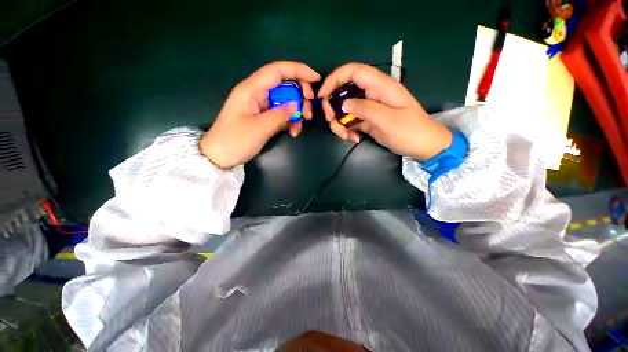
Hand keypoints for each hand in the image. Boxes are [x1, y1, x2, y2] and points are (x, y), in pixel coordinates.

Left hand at [200, 61, 319, 168]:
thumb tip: (296, 104)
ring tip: (301, 125)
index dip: (298, 70)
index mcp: (251, 89)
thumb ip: (279, 114)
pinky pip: (282, 114)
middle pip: (284, 85)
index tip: (316, 79)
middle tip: (309, 111)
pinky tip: (294, 132)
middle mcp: (257, 94)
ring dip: (297, 111)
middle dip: (300, 95)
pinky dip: (290, 121)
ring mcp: (261, 107)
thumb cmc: (235, 141)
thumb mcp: (259, 128)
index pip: (277, 71)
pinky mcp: (264, 118)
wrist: (220, 157)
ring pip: (285, 101)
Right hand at [318, 63, 451, 160]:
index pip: (354, 71)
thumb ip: (364, 109)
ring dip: (339, 122)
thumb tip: (343, 104)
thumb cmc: (409, 130)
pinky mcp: (368, 120)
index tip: (322, 94)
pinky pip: (351, 121)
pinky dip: (347, 130)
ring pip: (345, 109)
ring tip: (345, 136)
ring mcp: (369, 108)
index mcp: (380, 86)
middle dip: (333, 106)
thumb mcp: (387, 119)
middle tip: (332, 121)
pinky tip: (352, 138)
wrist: (422, 146)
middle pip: (344, 91)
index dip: (335, 78)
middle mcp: (372, 94)